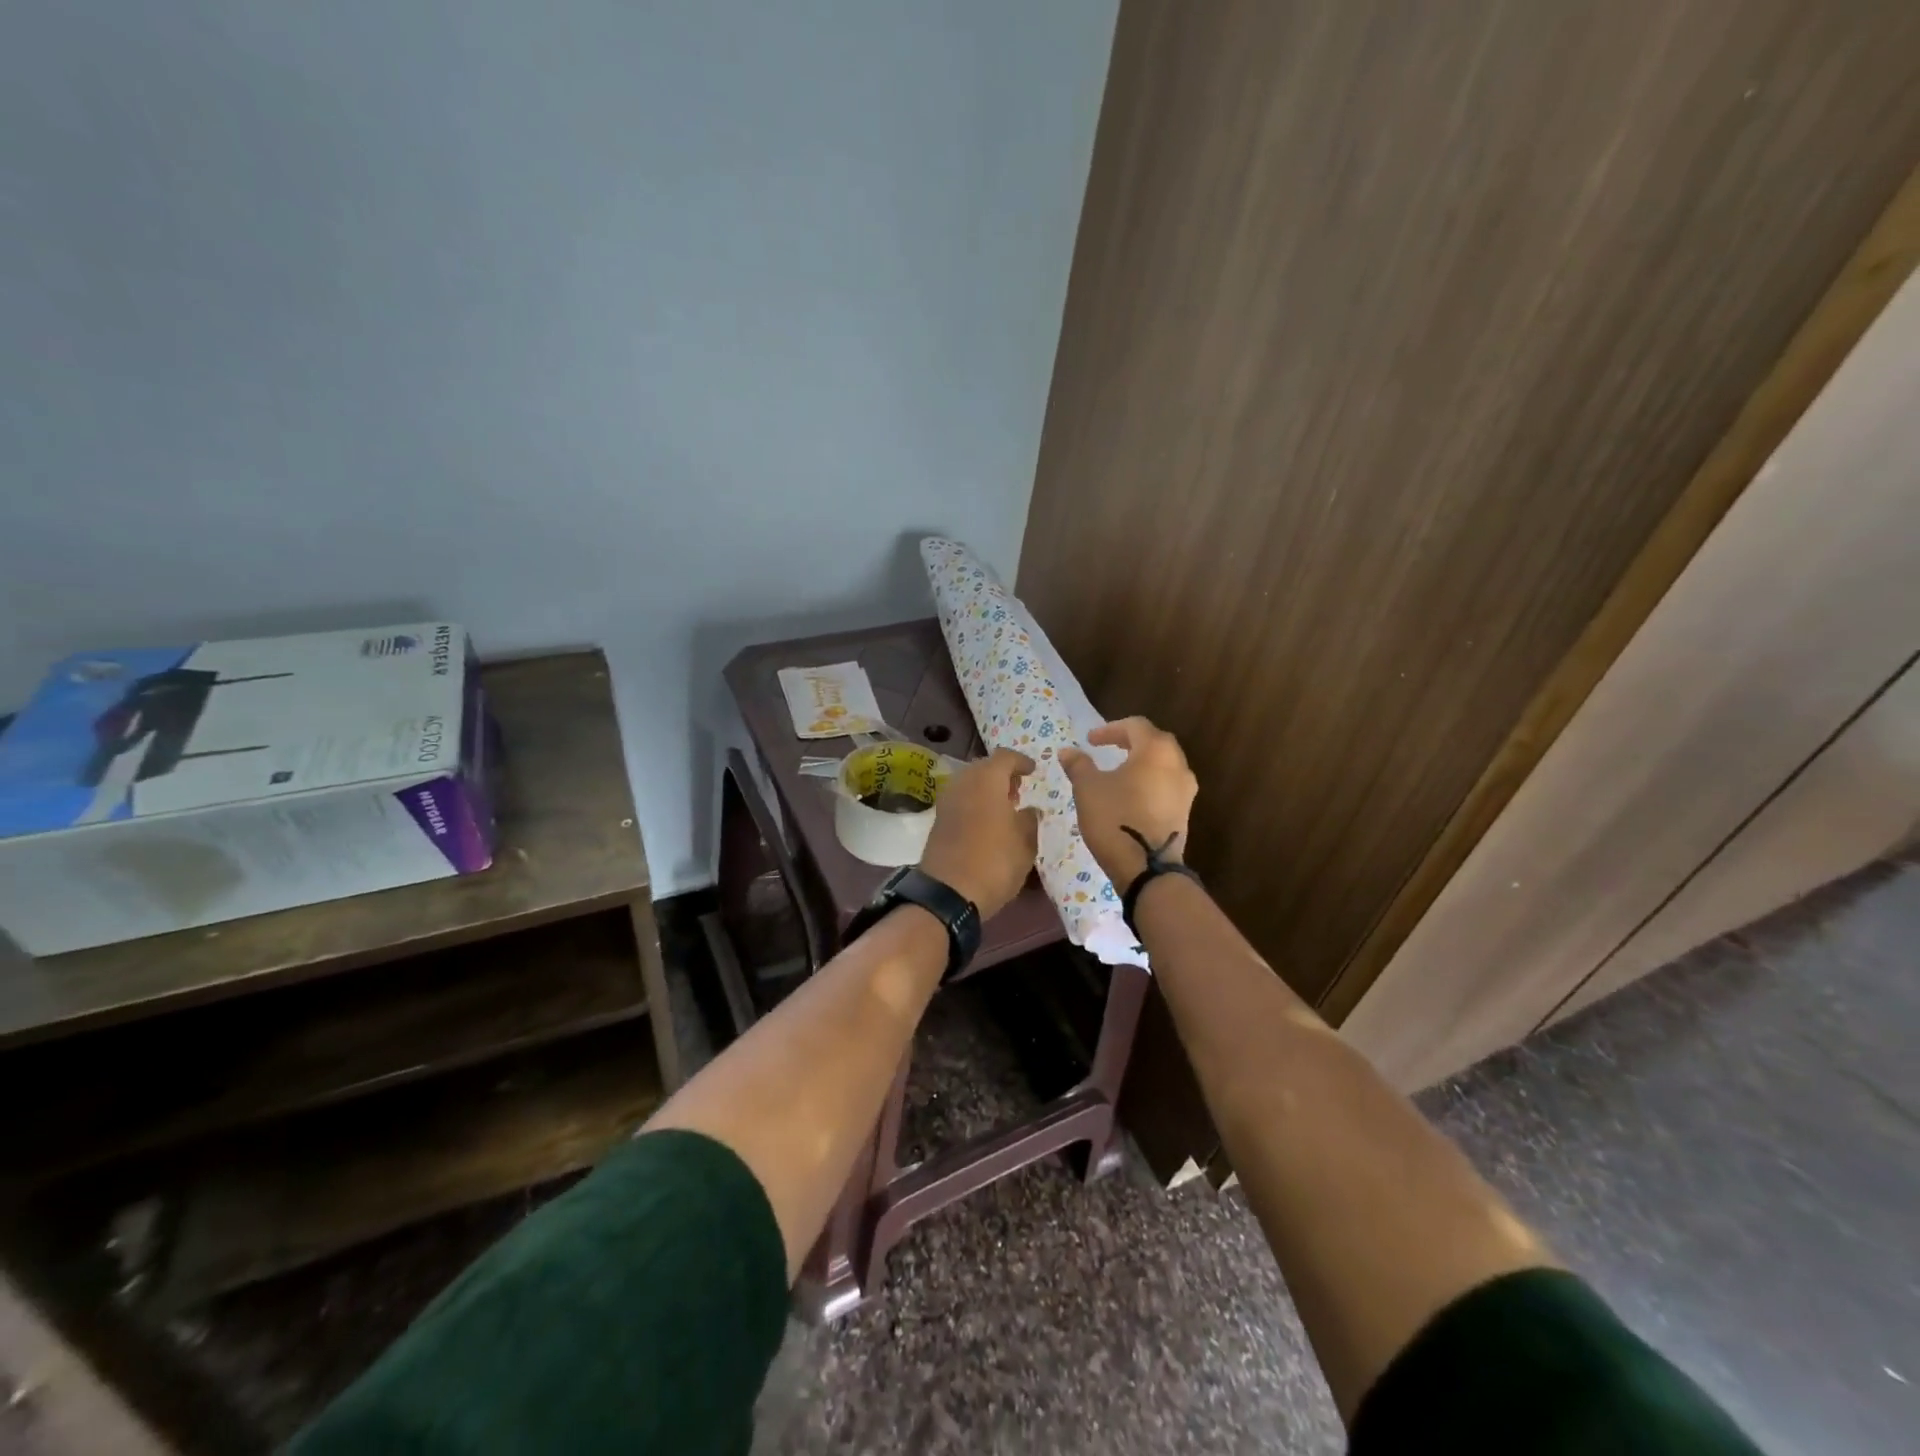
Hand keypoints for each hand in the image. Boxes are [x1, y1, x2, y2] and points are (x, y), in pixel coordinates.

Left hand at [918, 748, 1040, 919]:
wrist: (948, 893)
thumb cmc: (995, 862)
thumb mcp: (1025, 843)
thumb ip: (1030, 820)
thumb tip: (1030, 810)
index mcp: (986, 780)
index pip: (1005, 757)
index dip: (1022, 762)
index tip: (1033, 772)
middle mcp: (963, 783)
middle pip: (984, 768)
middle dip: (1002, 775)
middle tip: (1019, 790)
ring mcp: (946, 801)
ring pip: (970, 784)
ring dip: (987, 790)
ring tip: (1005, 808)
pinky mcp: (938, 820)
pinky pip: (961, 801)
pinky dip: (975, 803)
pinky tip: (987, 823)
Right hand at [1058, 717, 1198, 893]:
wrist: (1147, 867)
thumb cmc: (1115, 818)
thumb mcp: (1088, 788)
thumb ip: (1079, 765)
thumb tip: (1068, 751)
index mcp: (1156, 750)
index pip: (1135, 725)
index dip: (1110, 729)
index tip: (1090, 740)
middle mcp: (1178, 764)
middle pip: (1154, 741)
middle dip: (1129, 742)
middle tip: (1108, 748)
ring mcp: (1186, 789)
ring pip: (1163, 764)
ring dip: (1141, 762)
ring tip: (1119, 771)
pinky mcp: (1185, 811)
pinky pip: (1166, 785)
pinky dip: (1149, 781)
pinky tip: (1131, 795)